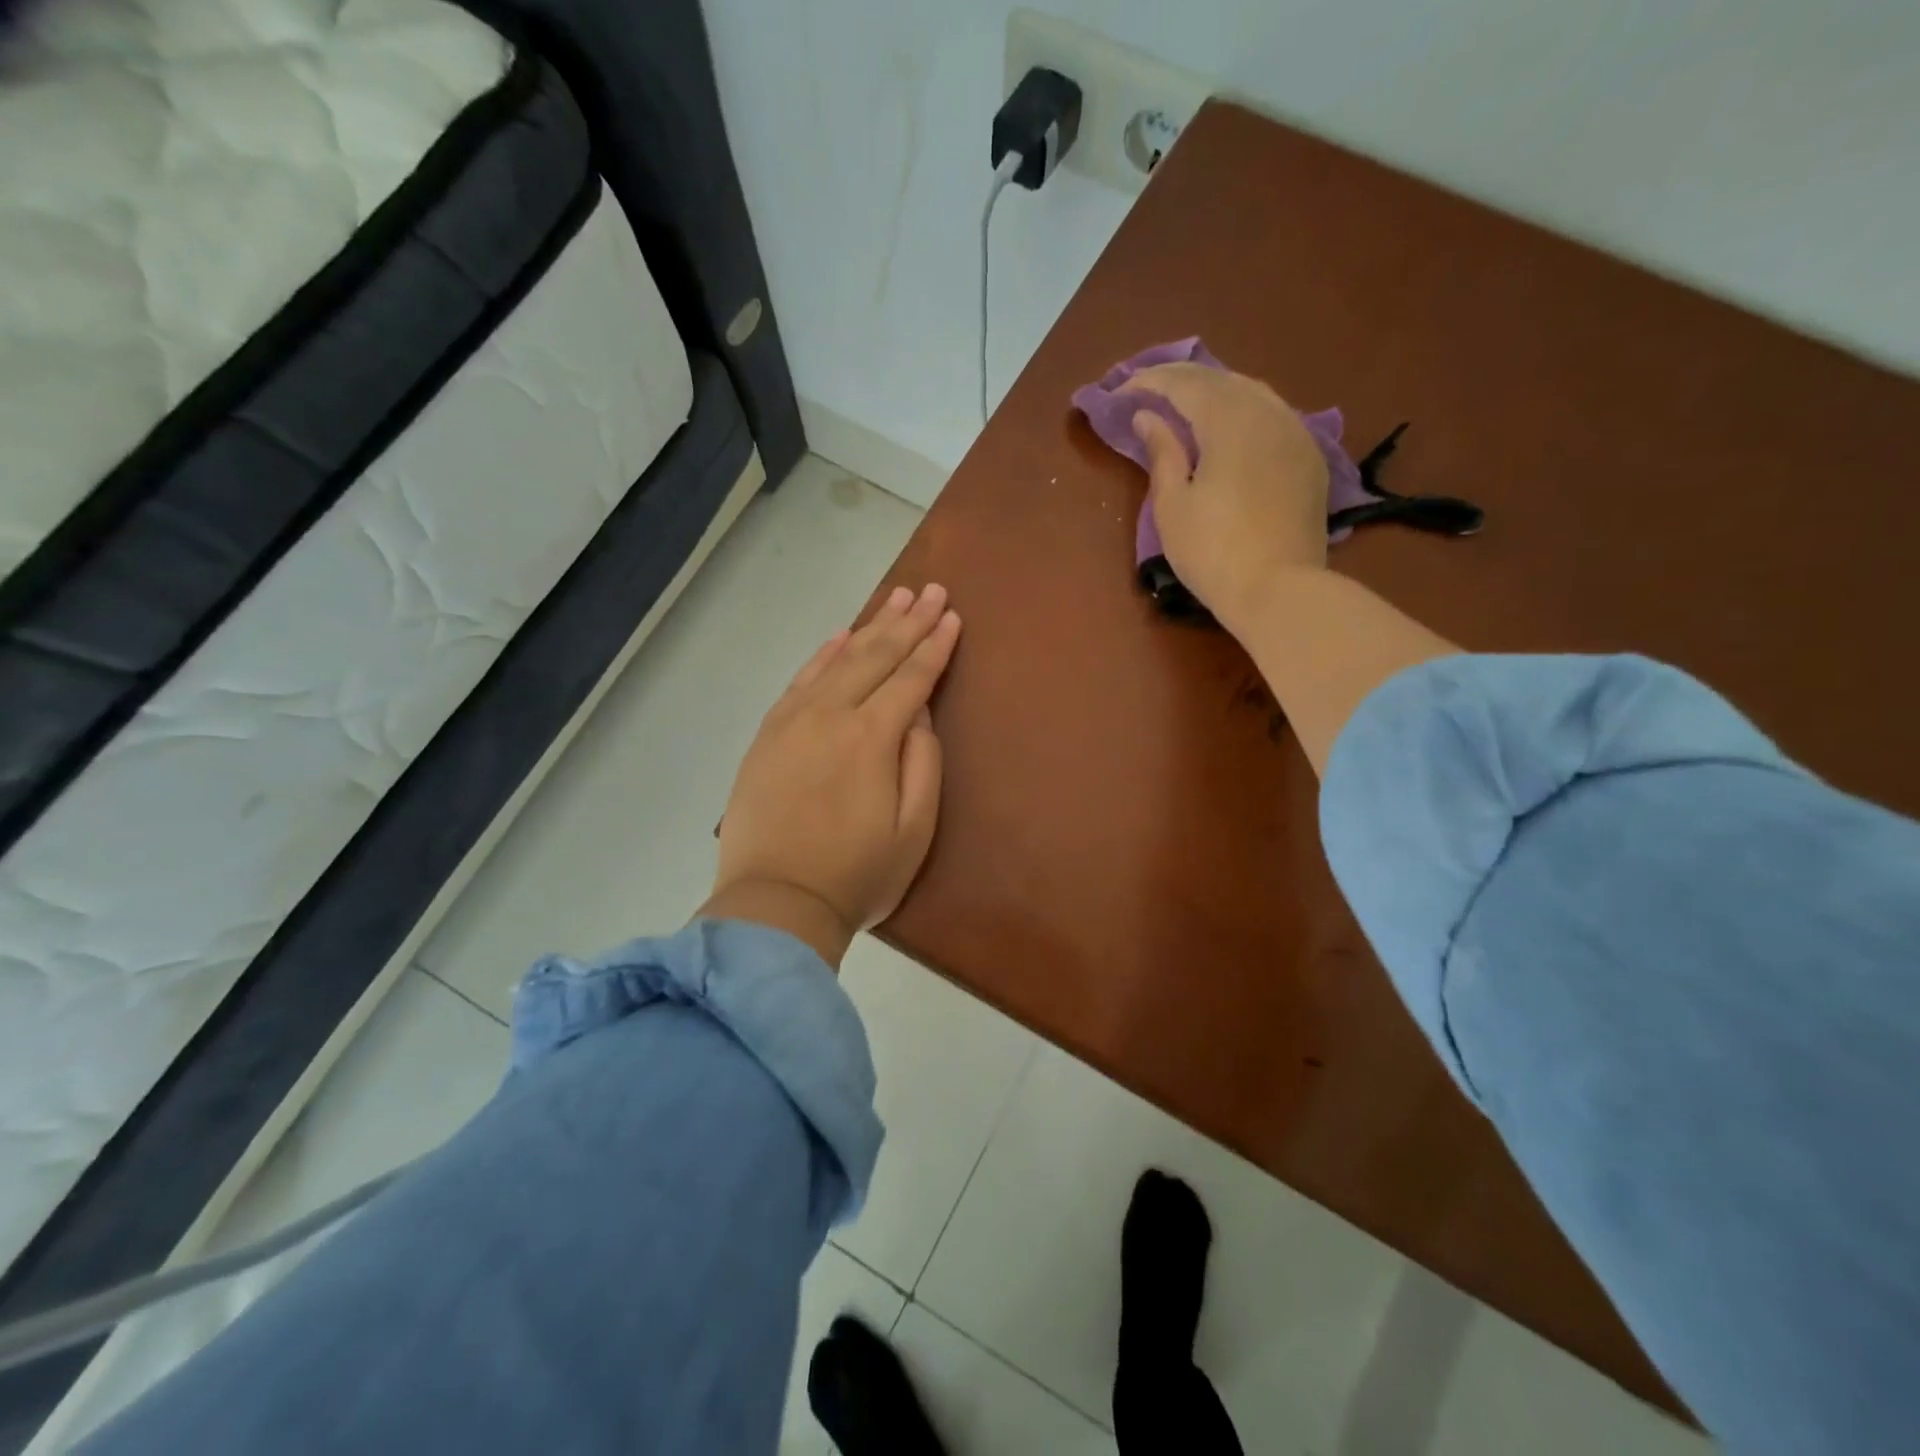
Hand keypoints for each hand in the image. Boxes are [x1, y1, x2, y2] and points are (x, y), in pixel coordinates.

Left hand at [702, 583, 961, 966]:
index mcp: (871, 738)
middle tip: (930, 591)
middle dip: (908, 622)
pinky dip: (824, 654)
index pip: (911, 679)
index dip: (935, 646)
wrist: (774, 903)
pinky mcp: (768, 735)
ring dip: (870, 627)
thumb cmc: (857, 875)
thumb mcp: (914, 830)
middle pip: (876, 657)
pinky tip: (841, 636)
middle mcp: (831, 715)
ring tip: (895, 599)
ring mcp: (793, 721)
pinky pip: (800, 680)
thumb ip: (922, 764)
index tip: (952, 616)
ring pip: (838, 659)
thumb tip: (920, 715)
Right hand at [1130, 363, 1330, 634]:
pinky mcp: (1309, 458)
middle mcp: (1267, 413)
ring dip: (1215, 390)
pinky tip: (1230, 425)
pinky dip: (1243, 410)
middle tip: (1149, 388)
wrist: (1279, 590)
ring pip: (1252, 392)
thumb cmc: (1212, 552)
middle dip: (1182, 379)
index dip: (1150, 382)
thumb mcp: (1172, 506)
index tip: (1121, 389)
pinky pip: (1273, 415)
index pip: (1185, 384)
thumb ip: (1162, 453)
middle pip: (1221, 380)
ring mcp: (1296, 433)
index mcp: (1229, 421)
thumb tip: (1149, 417)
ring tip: (1186, 401)